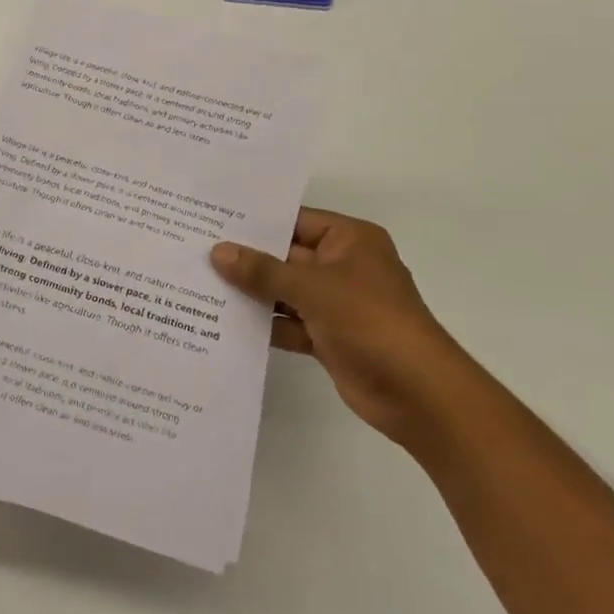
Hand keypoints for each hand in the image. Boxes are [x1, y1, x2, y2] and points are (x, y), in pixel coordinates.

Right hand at [212, 208, 463, 443]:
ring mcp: (336, 304)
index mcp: (349, 240)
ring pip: (285, 291)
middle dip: (247, 259)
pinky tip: (224, 323)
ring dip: (252, 293)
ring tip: (200, 285)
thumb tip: (218, 252)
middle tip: (195, 252)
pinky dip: (265, 324)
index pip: (294, 221)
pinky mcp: (330, 337)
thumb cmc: (369, 321)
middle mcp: (343, 266)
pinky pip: (290, 323)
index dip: (255, 222)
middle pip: (286, 256)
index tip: (211, 220)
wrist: (418, 393)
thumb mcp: (312, 288)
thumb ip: (262, 270)